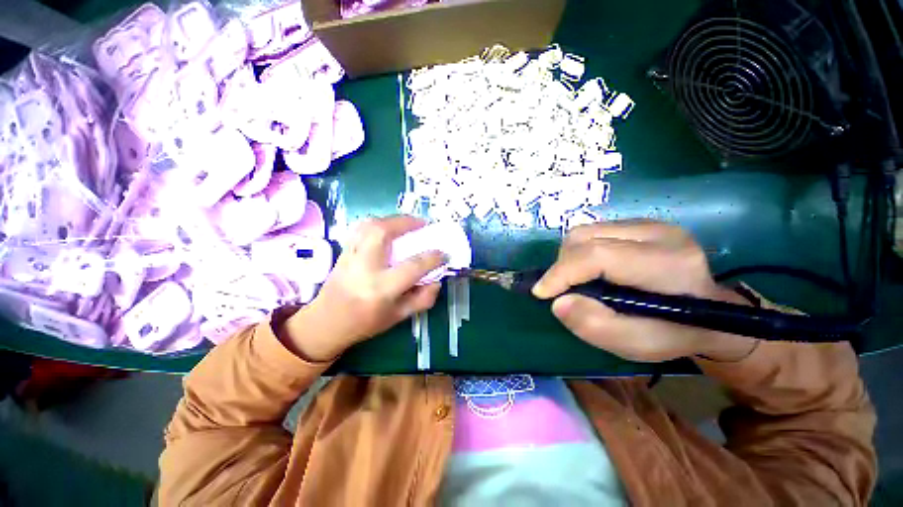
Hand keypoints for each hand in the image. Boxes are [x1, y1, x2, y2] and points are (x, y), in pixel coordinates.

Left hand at [282, 216, 445, 361]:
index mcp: (381, 289)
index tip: (443, 253)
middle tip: (423, 225)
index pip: (412, 266)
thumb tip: (437, 279)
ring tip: (407, 224)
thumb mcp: (399, 316)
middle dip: (406, 223)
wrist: (326, 323)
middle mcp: (364, 268)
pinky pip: (361, 228)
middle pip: (383, 233)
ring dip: (392, 219)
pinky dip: (378, 222)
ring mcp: (351, 256)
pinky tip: (388, 228)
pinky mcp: (344, 251)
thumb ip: (423, 298)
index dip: (432, 258)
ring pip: (369, 226)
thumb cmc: (366, 323)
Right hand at [532, 221, 756, 361]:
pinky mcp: (638, 223)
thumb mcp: (637, 344)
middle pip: (585, 237)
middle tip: (562, 290)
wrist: (710, 309)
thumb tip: (557, 302)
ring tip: (576, 280)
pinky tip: (590, 269)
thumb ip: (595, 326)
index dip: (562, 273)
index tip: (541, 293)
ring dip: (569, 257)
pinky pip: (592, 231)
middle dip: (563, 265)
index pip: (598, 255)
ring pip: (584, 231)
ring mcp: (648, 223)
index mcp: (666, 263)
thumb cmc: (674, 333)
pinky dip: (579, 251)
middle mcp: (658, 233)